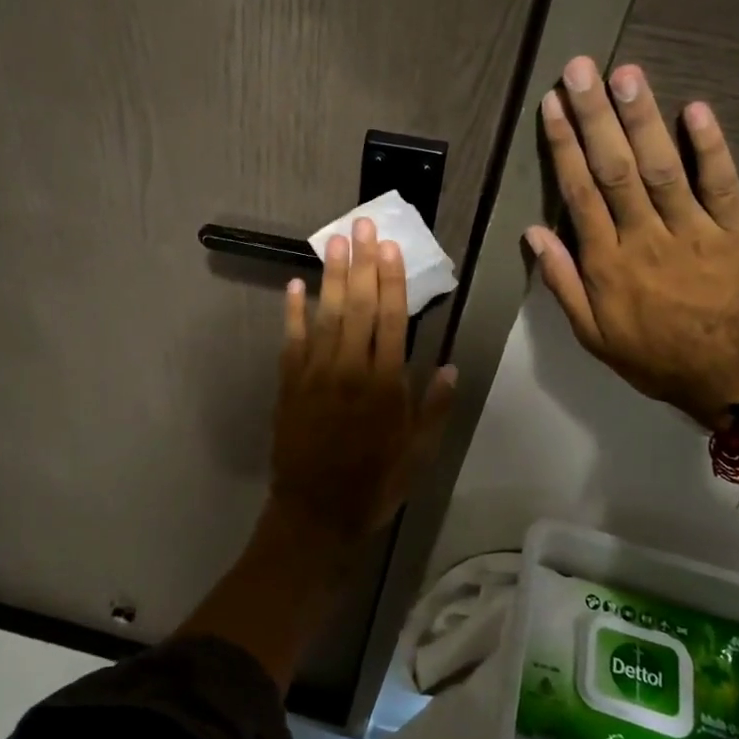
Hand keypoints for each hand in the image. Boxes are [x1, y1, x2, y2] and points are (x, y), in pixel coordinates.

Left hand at [270, 217, 456, 538]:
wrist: (315, 513)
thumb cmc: (374, 485)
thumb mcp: (417, 455)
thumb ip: (432, 409)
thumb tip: (449, 367)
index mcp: (385, 385)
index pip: (391, 320)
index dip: (391, 280)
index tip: (391, 246)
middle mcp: (349, 370)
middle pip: (357, 306)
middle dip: (361, 262)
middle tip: (362, 224)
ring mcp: (314, 374)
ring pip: (325, 315)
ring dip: (331, 275)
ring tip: (335, 239)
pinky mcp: (288, 384)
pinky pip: (291, 340)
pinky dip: (293, 311)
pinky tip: (295, 284)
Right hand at [525, 57, 738, 428]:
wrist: (736, 378)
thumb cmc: (654, 357)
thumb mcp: (593, 334)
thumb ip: (563, 282)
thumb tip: (535, 232)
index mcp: (608, 264)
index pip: (579, 193)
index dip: (564, 146)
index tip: (551, 106)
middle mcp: (646, 239)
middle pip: (615, 169)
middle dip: (596, 116)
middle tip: (582, 69)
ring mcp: (695, 231)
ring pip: (662, 167)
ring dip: (642, 118)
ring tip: (626, 74)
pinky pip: (722, 183)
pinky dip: (709, 145)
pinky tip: (694, 108)